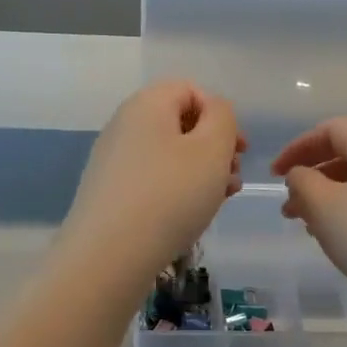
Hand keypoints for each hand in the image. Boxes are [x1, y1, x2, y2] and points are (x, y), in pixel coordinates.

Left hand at [58, 81, 244, 283]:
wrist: (109, 255)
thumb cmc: (170, 196)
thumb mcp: (212, 149)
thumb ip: (223, 118)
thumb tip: (214, 112)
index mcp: (147, 104)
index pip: (190, 90)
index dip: (221, 115)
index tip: (239, 150)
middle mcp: (123, 125)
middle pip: (179, 124)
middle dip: (213, 148)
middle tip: (232, 179)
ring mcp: (112, 161)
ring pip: (167, 156)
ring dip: (199, 173)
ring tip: (217, 202)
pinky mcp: (108, 193)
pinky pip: (151, 180)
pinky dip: (175, 192)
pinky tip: (188, 217)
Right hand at [270, 117, 346, 328]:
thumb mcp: (326, 208)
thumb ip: (303, 184)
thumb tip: (300, 175)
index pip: (331, 129)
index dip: (298, 148)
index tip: (274, 175)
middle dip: (313, 178)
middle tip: (289, 208)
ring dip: (331, 201)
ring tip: (311, 229)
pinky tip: (346, 245)